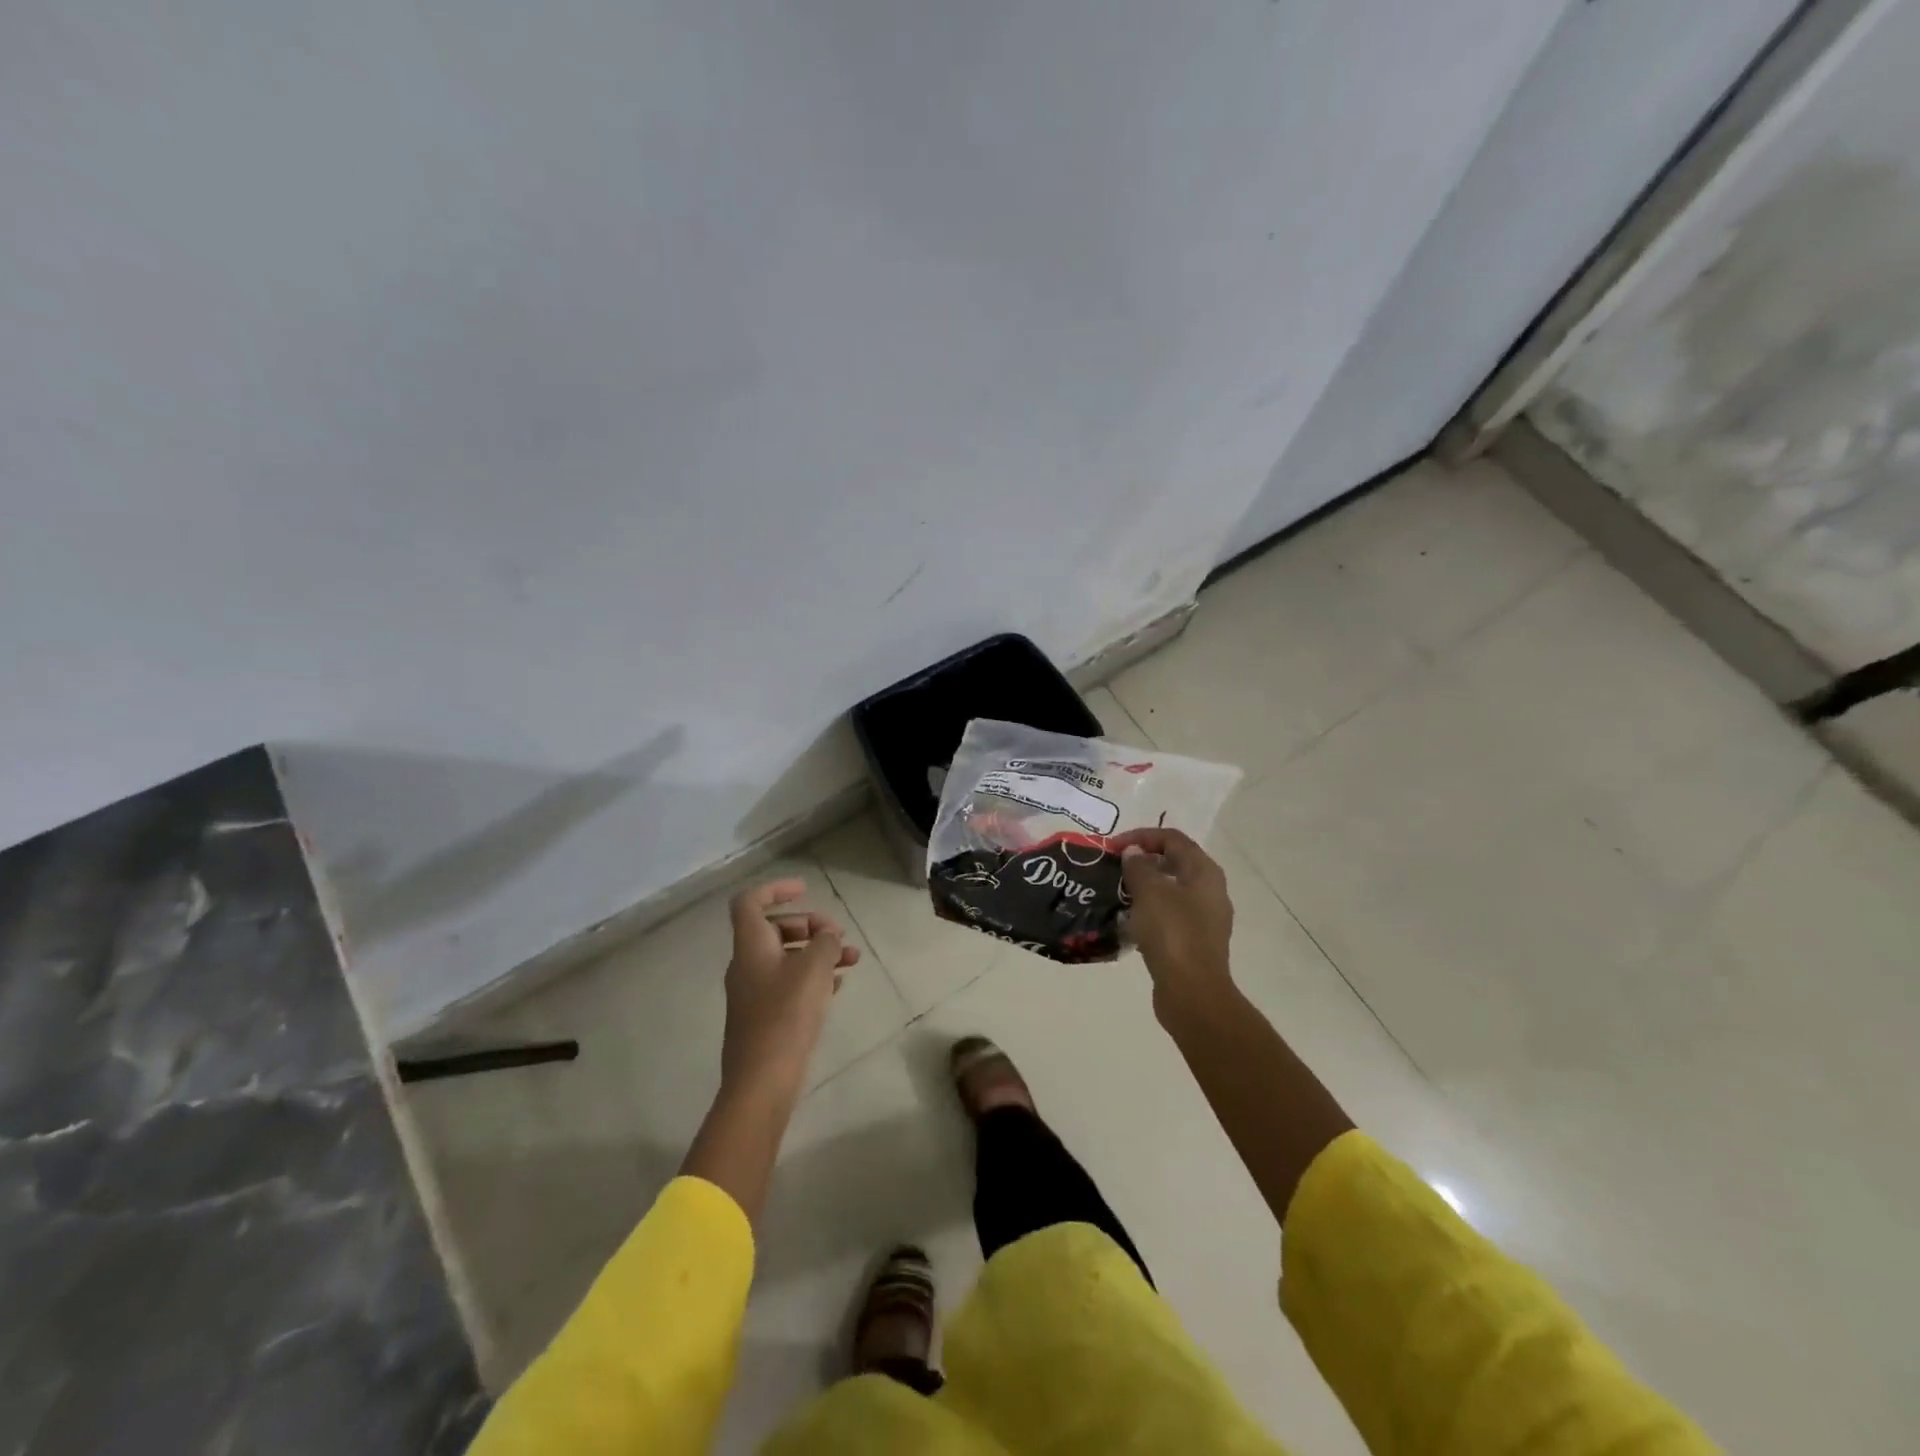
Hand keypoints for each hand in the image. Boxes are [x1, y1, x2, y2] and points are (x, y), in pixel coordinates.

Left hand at [719, 879, 860, 1097]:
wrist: (762, 1081)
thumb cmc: (786, 1016)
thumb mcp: (813, 970)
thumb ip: (824, 943)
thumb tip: (827, 934)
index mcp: (751, 947)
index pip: (750, 902)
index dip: (776, 889)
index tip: (806, 889)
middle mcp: (747, 965)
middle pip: (773, 929)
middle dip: (809, 925)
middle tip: (837, 935)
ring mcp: (754, 993)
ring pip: (786, 958)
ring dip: (817, 952)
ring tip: (852, 960)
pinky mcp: (765, 1018)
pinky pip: (789, 984)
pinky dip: (812, 977)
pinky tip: (838, 987)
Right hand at [1113, 828, 1234, 1024]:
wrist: (1192, 992)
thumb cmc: (1172, 934)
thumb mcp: (1150, 892)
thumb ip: (1138, 866)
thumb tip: (1133, 853)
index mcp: (1204, 872)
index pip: (1173, 838)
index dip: (1141, 836)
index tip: (1113, 847)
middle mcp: (1210, 891)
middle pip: (1175, 862)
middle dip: (1143, 860)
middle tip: (1114, 867)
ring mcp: (1205, 918)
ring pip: (1172, 890)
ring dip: (1145, 886)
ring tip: (1117, 891)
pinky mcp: (1195, 942)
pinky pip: (1170, 915)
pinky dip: (1150, 910)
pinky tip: (1129, 920)